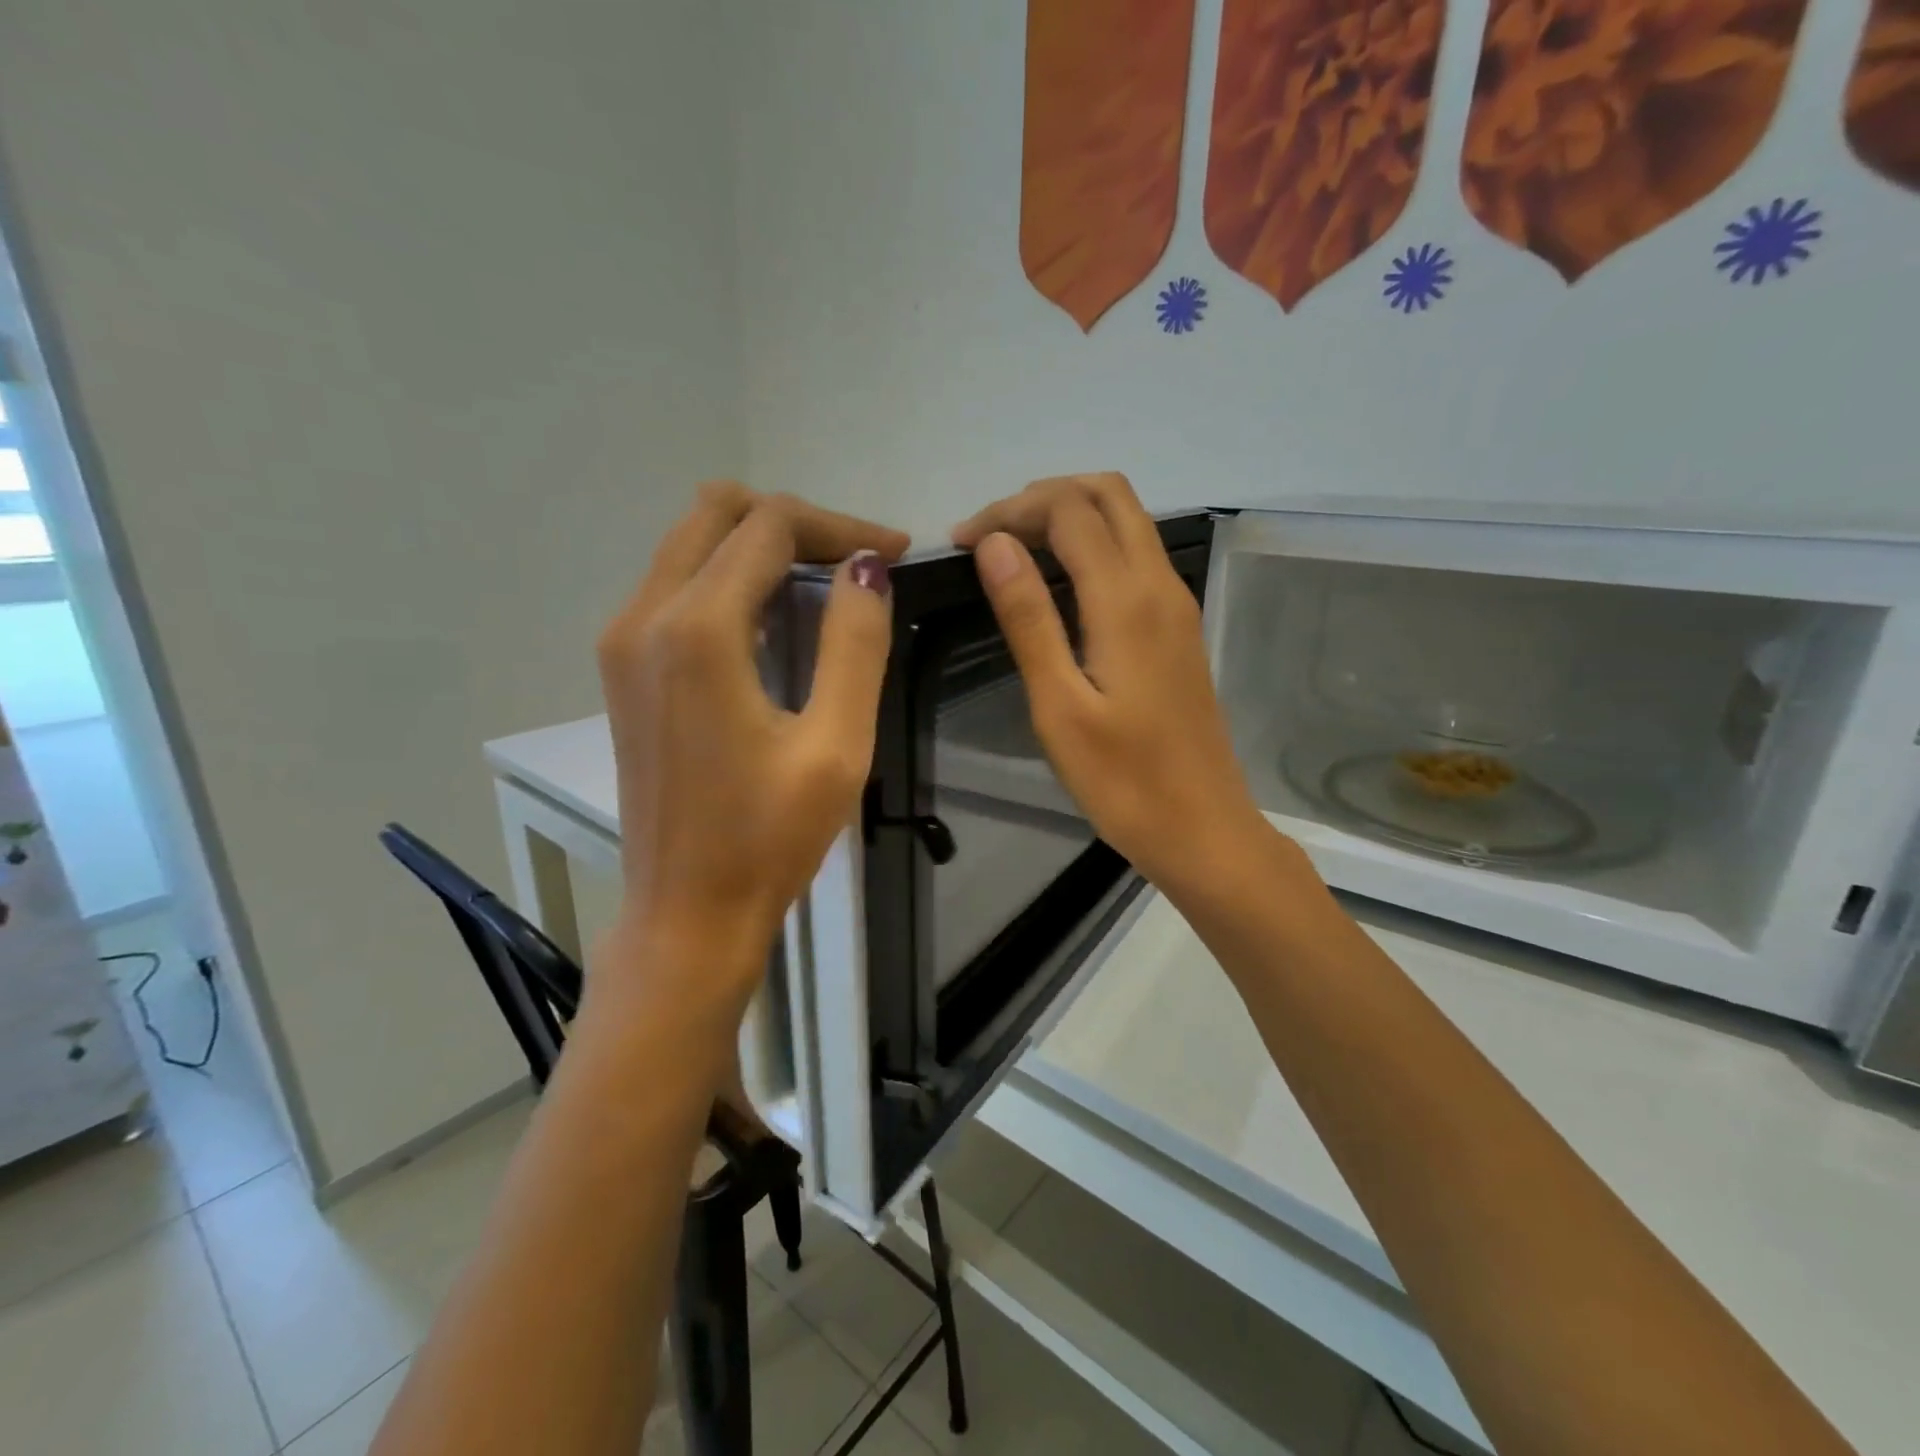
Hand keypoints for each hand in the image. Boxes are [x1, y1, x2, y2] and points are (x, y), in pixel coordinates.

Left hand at [596, 482, 907, 1021]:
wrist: (687, 914)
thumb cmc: (769, 839)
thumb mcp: (836, 746)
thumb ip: (855, 643)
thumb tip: (866, 567)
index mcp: (697, 630)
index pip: (769, 526)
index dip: (839, 524)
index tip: (896, 552)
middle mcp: (644, 616)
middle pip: (717, 513)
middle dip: (795, 523)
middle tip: (857, 561)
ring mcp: (623, 641)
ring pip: (691, 543)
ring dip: (761, 546)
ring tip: (827, 585)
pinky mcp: (622, 669)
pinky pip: (675, 584)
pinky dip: (730, 578)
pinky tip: (776, 620)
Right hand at [953, 473, 1268, 896]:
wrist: (1203, 829)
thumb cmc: (1123, 782)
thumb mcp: (1059, 706)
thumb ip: (1029, 619)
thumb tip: (996, 544)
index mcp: (1127, 600)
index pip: (1068, 510)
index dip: (1010, 510)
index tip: (961, 543)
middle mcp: (1159, 585)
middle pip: (1109, 494)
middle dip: (1043, 497)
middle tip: (990, 536)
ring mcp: (1176, 604)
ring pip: (1127, 520)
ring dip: (1070, 515)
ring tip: (1013, 551)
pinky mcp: (1178, 628)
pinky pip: (1136, 555)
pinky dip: (1092, 545)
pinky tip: (1058, 583)